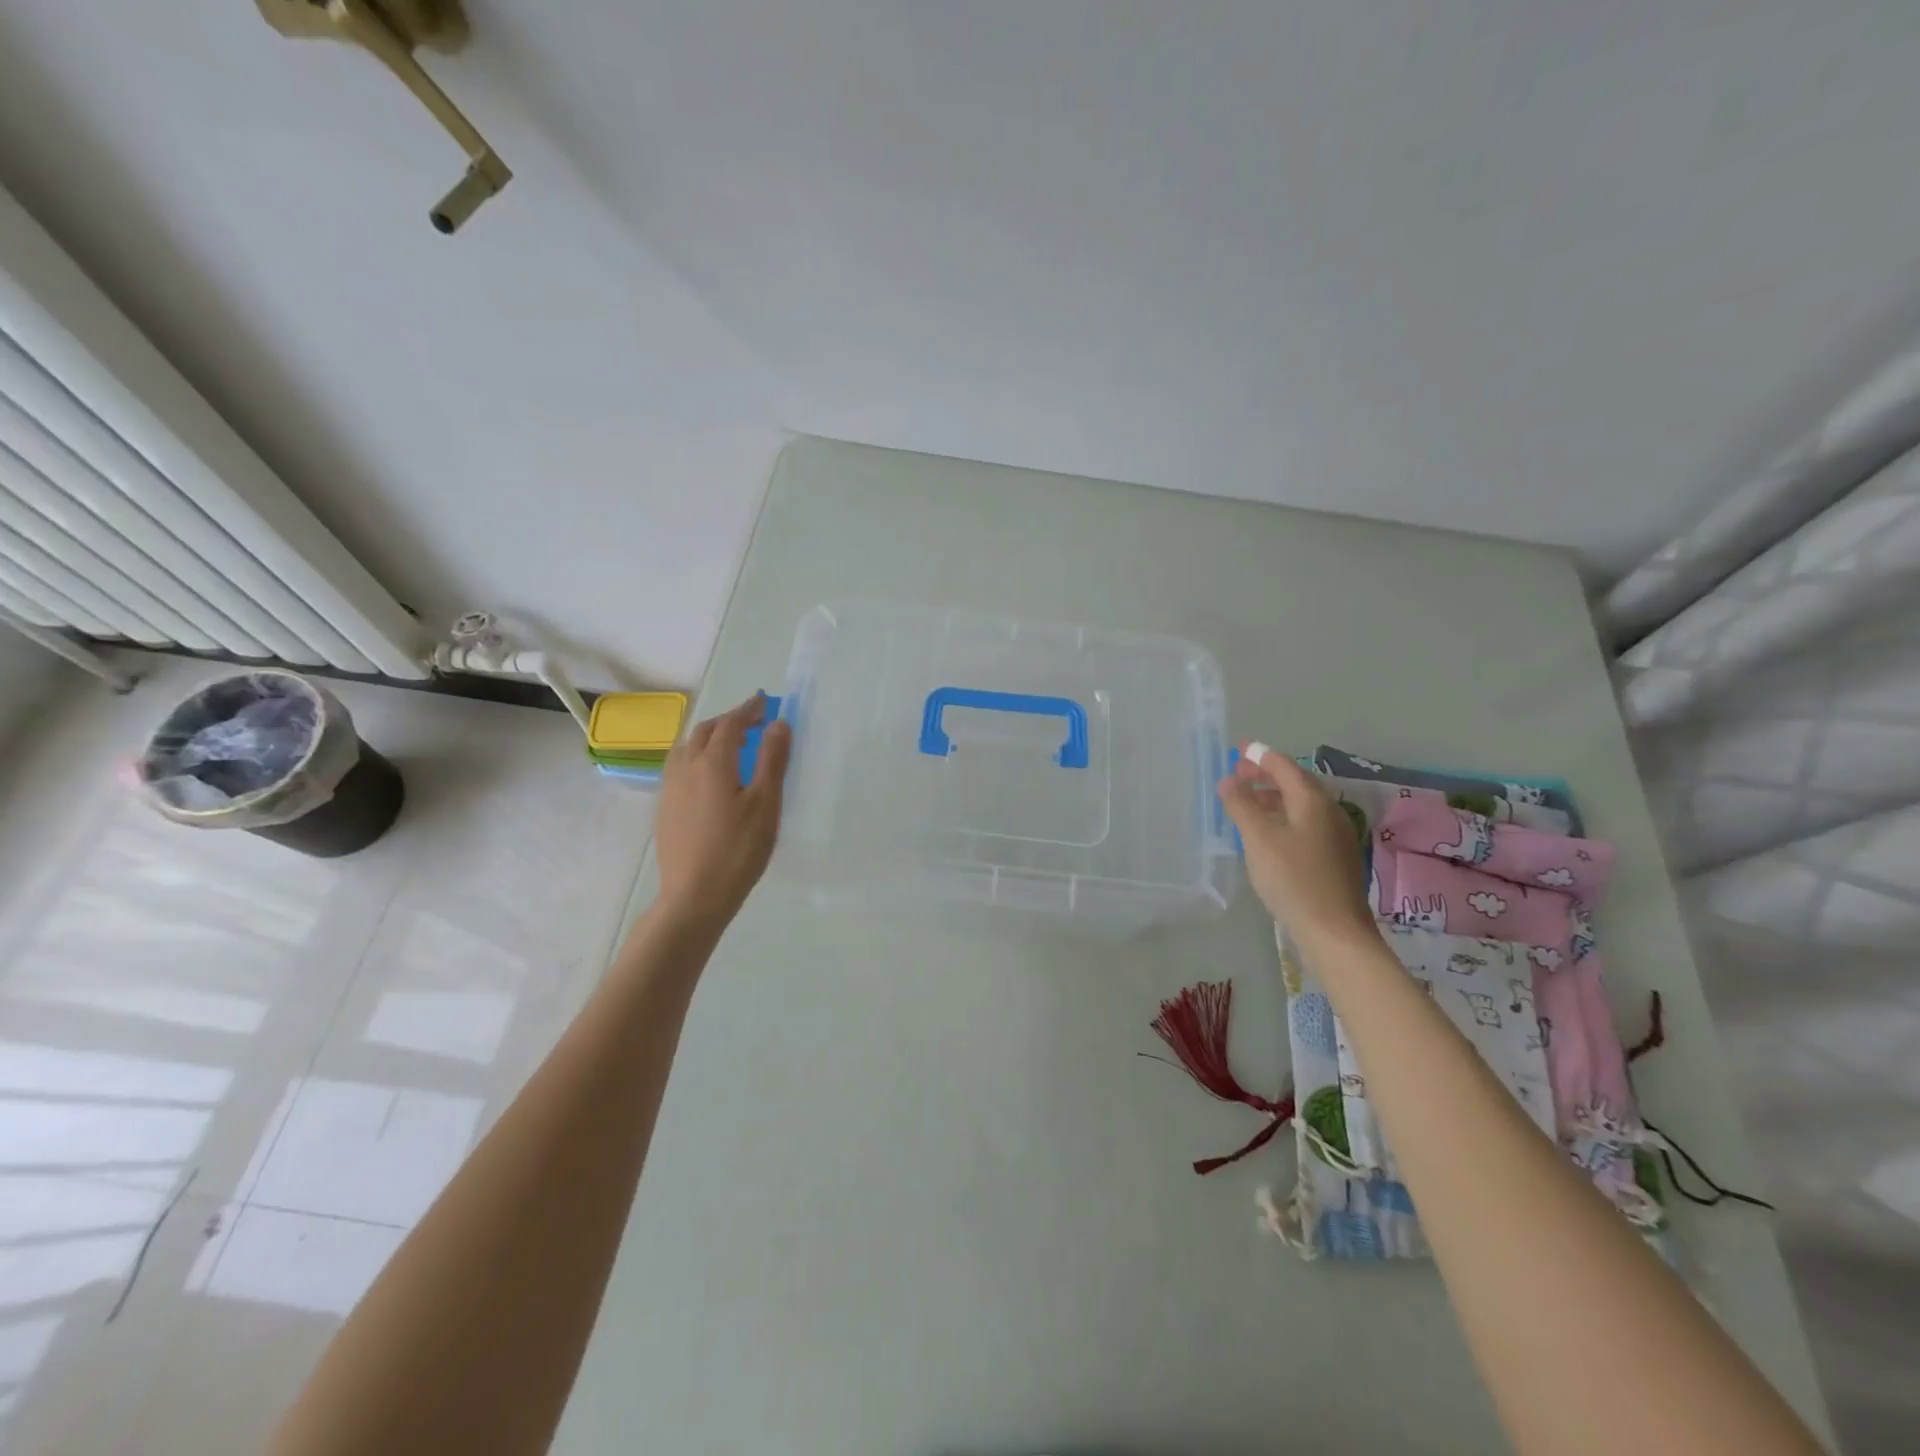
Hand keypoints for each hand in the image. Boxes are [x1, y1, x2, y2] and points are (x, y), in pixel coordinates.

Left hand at [654, 693, 790, 928]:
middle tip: (752, 723)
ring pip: (686, 748)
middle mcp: (685, 767)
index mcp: (712, 763)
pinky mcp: (664, 808)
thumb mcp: (765, 804)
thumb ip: (772, 760)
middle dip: (728, 721)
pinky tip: (709, 777)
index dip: (748, 710)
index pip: (730, 724)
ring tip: (730, 745)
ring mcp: (670, 788)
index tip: (764, 703)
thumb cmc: (738, 850)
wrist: (694, 896)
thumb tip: (778, 724)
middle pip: (704, 731)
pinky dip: (697, 757)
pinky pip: (679, 767)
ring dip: (709, 737)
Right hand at [1218, 743, 1379, 955]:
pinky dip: (1284, 816)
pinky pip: (1306, 823)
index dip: (1260, 756)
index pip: (1284, 767)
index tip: (1239, 749)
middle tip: (1239, 774)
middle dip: (1267, 775)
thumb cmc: (1293, 880)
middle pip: (1296, 783)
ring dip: (1274, 797)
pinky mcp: (1335, 857)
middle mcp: (1329, 812)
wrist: (1335, 932)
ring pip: (1302, 805)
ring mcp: (1336, 835)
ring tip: (1248, 802)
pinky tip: (1270, 832)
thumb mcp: (1258, 840)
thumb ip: (1242, 806)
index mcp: (1312, 801)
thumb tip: (1228, 781)